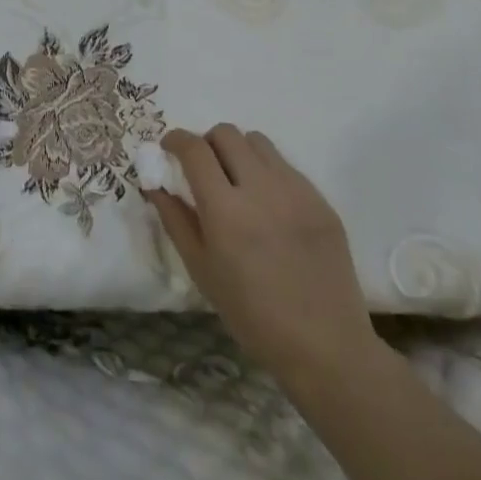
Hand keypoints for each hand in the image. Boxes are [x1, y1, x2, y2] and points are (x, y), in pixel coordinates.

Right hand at [147, 125, 377, 390]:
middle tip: (203, 167)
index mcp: (225, 210)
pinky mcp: (321, 200)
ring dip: (238, 151)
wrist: (325, 346)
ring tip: (237, 180)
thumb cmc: (252, 314)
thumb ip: (175, 219)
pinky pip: (286, 166)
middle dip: (206, 142)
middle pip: (226, 133)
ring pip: (258, 142)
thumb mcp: (201, 269)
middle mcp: (261, 189)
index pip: (194, 149)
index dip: (176, 140)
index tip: (169, 149)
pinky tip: (268, 204)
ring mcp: (296, 191)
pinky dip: (267, 171)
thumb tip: (155, 184)